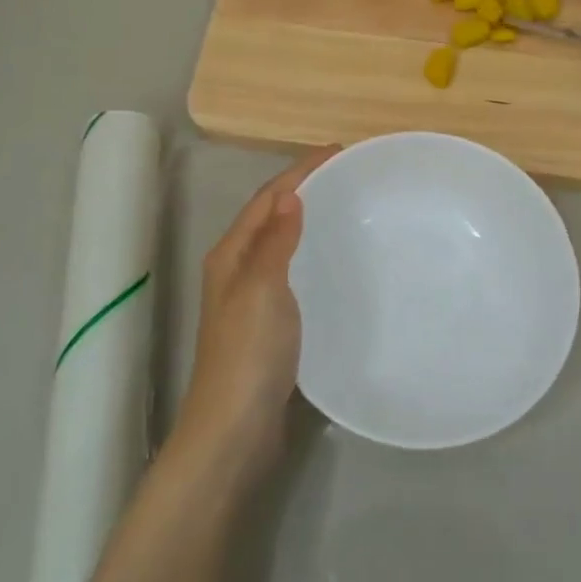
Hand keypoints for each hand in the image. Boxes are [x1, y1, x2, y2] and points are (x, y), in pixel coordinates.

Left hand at [176, 147, 336, 468]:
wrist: (234, 430)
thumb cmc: (248, 353)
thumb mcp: (262, 288)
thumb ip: (275, 240)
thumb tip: (290, 193)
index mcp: (231, 254)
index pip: (268, 197)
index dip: (300, 171)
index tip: (339, 151)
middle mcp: (237, 269)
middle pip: (272, 215)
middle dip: (305, 189)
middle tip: (349, 176)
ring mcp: (251, 298)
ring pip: (282, 244)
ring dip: (308, 220)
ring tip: (347, 208)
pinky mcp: (269, 324)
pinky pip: (292, 272)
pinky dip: (311, 254)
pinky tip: (335, 263)